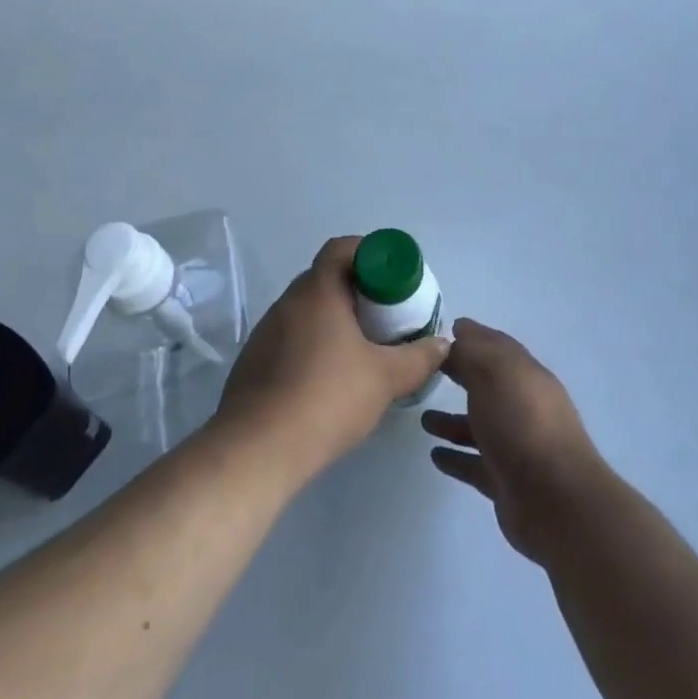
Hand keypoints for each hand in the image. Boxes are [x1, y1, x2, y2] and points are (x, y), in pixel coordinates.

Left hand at [217, 236, 448, 482]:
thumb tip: (442, 344)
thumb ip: (419, 358)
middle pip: (325, 278)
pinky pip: (291, 338)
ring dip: (334, 320)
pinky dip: (314, 345)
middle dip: (358, 290)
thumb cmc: (326, 398)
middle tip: (386, 314)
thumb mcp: (385, 378)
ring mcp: (266, 332)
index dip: (369, 253)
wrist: (257, 450)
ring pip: (308, 311)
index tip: (391, 276)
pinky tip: (329, 378)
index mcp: (317, 291)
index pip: (341, 248)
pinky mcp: (254, 362)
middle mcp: (287, 302)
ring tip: (362, 349)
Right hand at [423, 320, 606, 564]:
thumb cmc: (521, 422)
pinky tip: (434, 455)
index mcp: (525, 375)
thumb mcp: (493, 372)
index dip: (473, 336)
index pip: (497, 347)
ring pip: (479, 427)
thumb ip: (472, 352)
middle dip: (462, 375)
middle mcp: (523, 406)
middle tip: (427, 371)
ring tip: (423, 419)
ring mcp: (516, 446)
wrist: (554, 498)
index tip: (446, 330)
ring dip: (452, 421)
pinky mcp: (506, 481)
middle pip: (488, 385)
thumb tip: (460, 332)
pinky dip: (456, 457)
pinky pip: (474, 464)